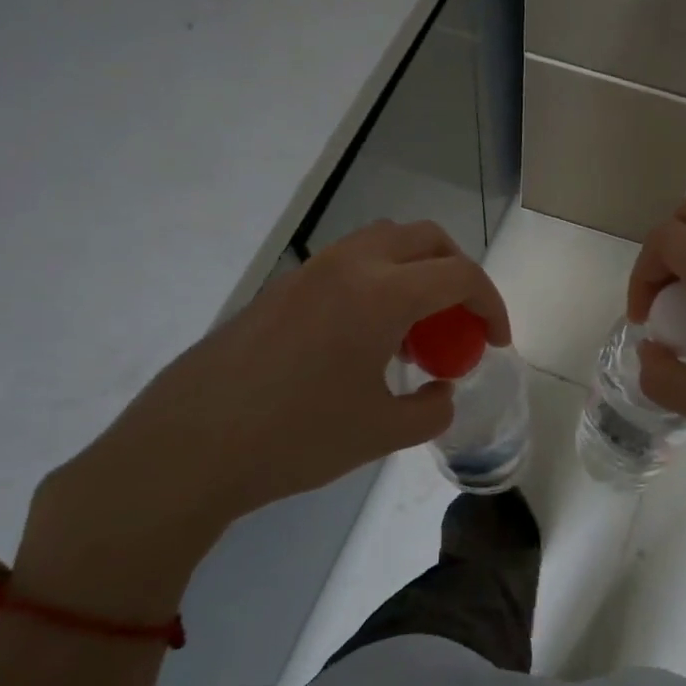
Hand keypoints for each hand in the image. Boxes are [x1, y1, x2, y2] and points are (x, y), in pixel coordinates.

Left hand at [16, 220, 509, 616]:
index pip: (459, 275)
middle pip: (424, 238)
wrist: (189, 447)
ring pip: (382, 243)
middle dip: (456, 272)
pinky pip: (346, 266)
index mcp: (382, 293)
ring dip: (413, 273)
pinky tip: (363, 343)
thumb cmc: (296, 439)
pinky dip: (376, 285)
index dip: (491, 304)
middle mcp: (348, 266)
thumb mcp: (381, 433)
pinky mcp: (280, 290)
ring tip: (412, 331)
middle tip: (460, 321)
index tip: (496, 341)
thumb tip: (441, 392)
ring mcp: (308, 273)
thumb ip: (430, 410)